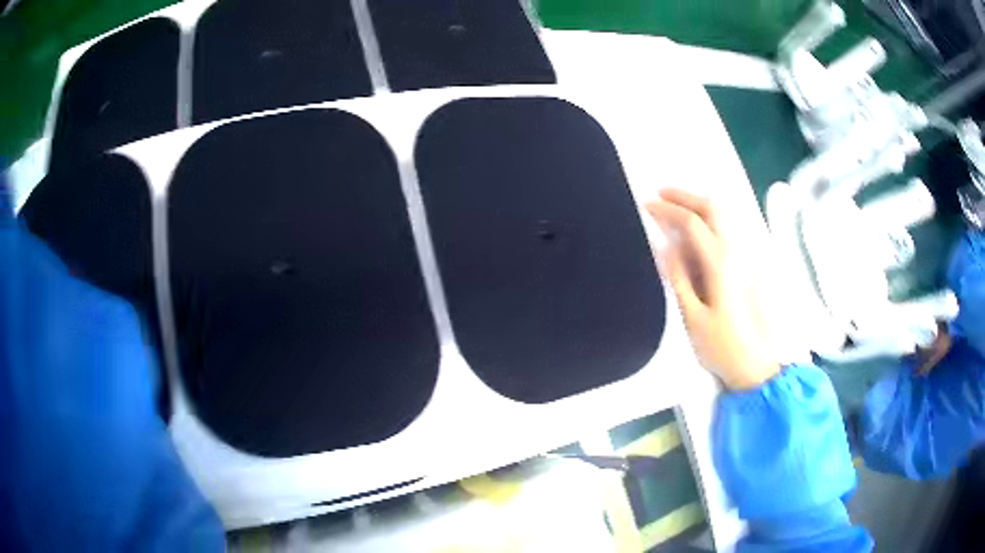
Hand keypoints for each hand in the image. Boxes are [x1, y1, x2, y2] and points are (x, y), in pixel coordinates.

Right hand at [646, 189, 779, 390]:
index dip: (667, 210)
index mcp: (720, 264)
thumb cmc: (722, 346)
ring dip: (700, 204)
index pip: (691, 223)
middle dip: (686, 195)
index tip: (646, 205)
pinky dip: (712, 219)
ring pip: (725, 216)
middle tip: (661, 193)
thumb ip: (679, 278)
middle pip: (714, 208)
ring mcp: (747, 257)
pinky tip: (700, 230)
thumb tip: (665, 246)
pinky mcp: (751, 266)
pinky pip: (730, 230)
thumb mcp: (693, 317)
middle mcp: (737, 252)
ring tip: (677, 206)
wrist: (759, 366)